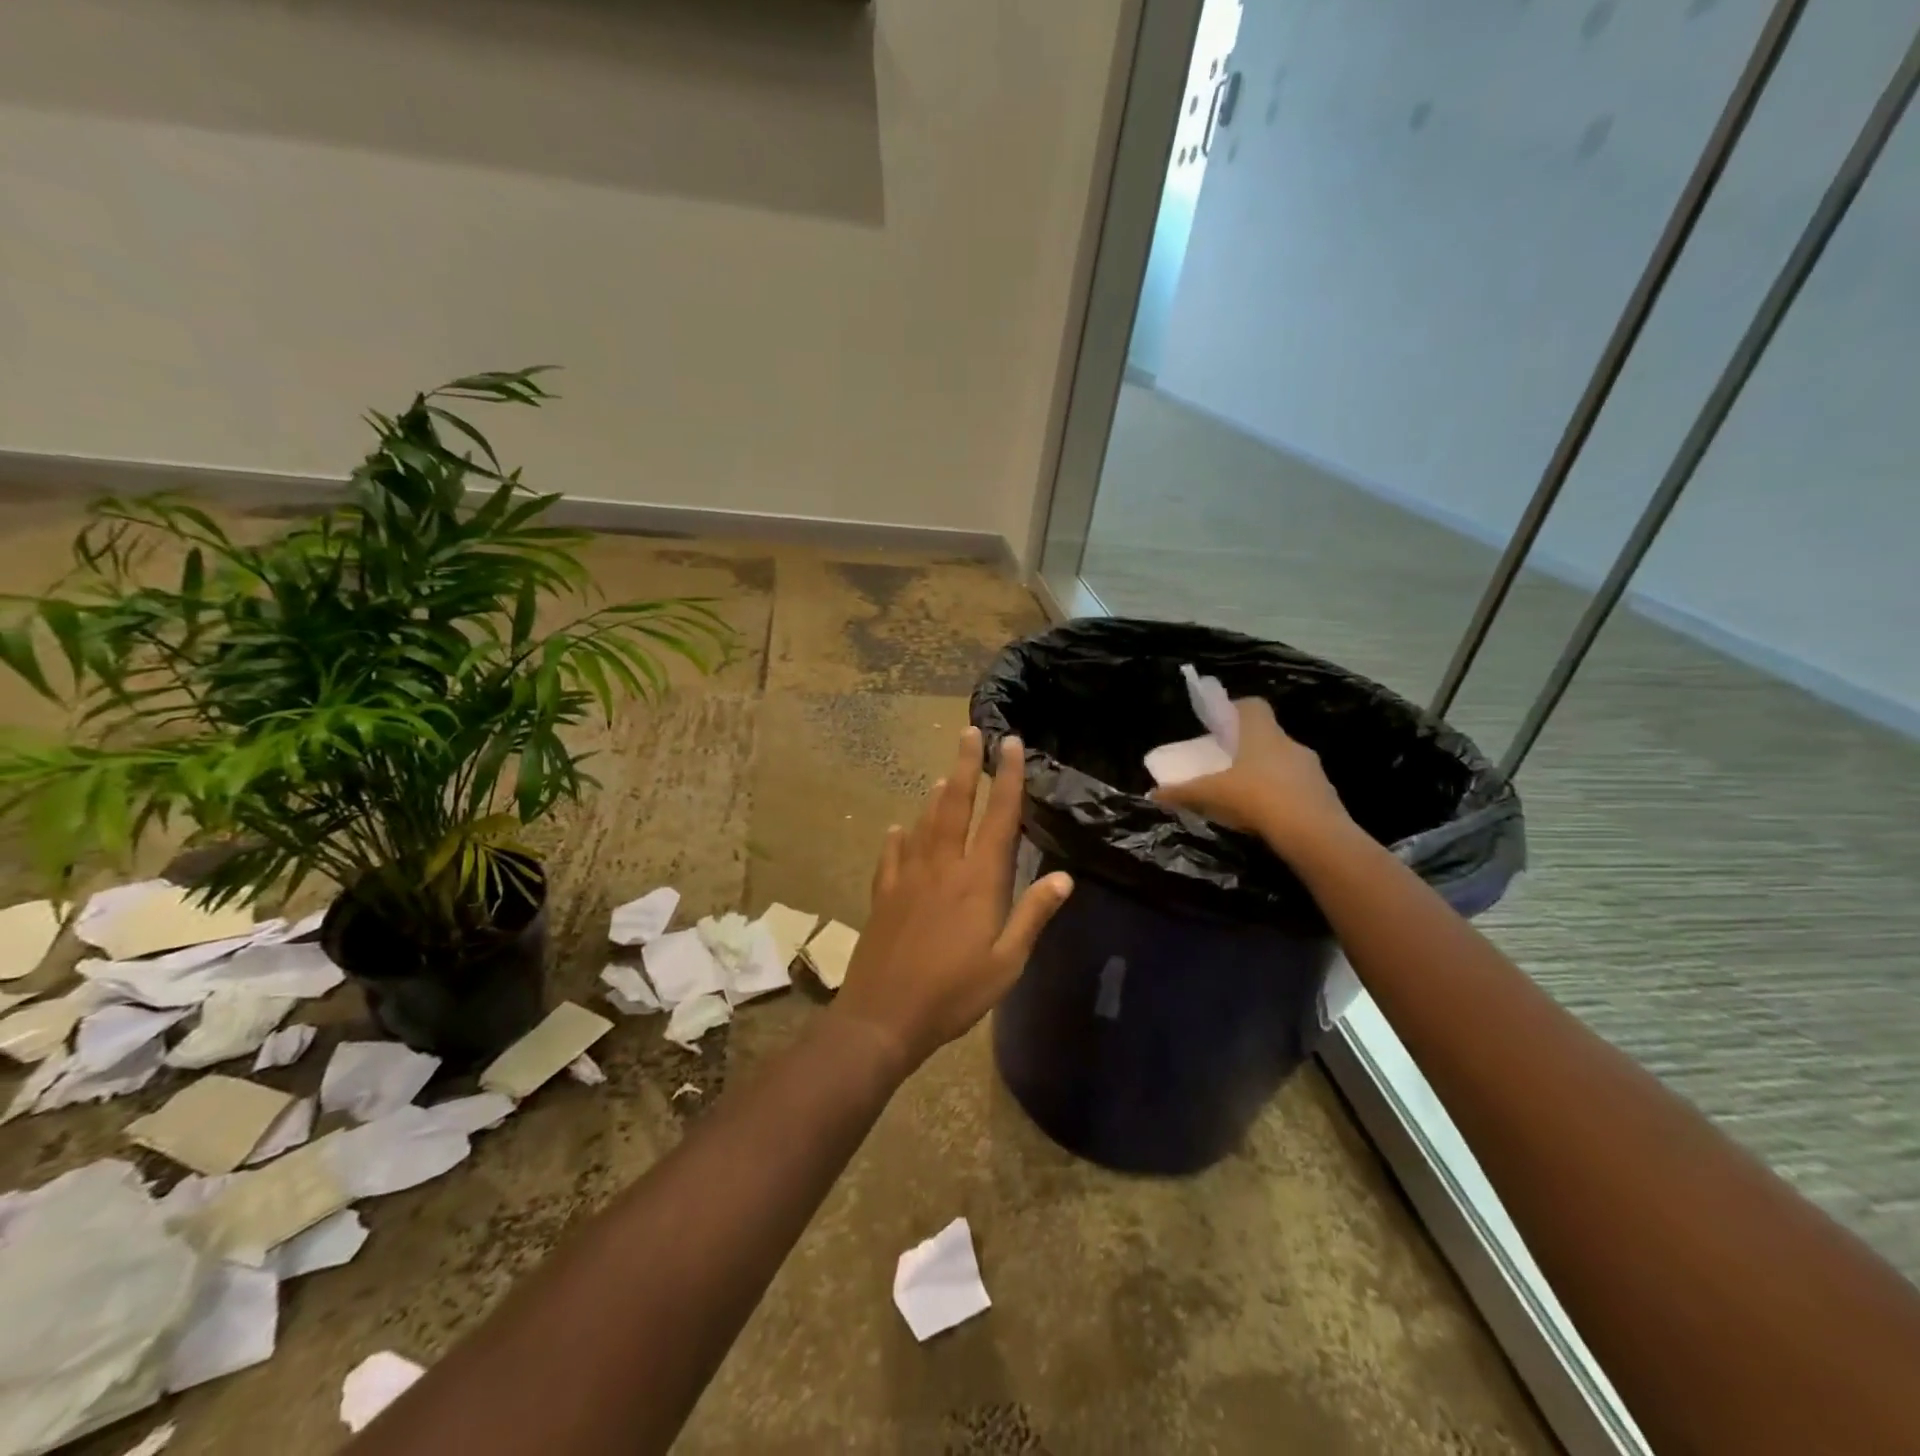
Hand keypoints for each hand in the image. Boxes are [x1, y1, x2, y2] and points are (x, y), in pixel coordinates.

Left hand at [834, 728, 1072, 1070]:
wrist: (884, 1015)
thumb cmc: (954, 993)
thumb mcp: (1006, 962)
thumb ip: (1033, 915)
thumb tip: (1064, 877)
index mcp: (978, 880)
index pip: (1000, 818)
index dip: (1008, 778)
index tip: (1011, 744)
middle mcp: (942, 866)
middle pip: (955, 804)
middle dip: (965, 765)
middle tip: (970, 733)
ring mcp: (907, 876)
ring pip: (924, 823)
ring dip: (936, 796)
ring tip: (944, 776)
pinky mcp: (883, 893)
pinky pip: (892, 853)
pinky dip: (899, 836)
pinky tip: (900, 828)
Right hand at [1151, 698, 1352, 850]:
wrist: (1314, 833)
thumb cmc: (1257, 798)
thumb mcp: (1212, 795)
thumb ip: (1183, 792)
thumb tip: (1153, 794)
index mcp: (1262, 734)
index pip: (1252, 706)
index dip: (1235, 710)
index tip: (1219, 726)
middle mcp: (1289, 744)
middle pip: (1266, 736)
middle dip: (1246, 748)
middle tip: (1224, 764)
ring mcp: (1310, 768)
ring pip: (1282, 762)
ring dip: (1264, 773)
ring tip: (1244, 793)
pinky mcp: (1323, 794)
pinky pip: (1296, 786)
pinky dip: (1281, 795)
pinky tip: (1266, 815)